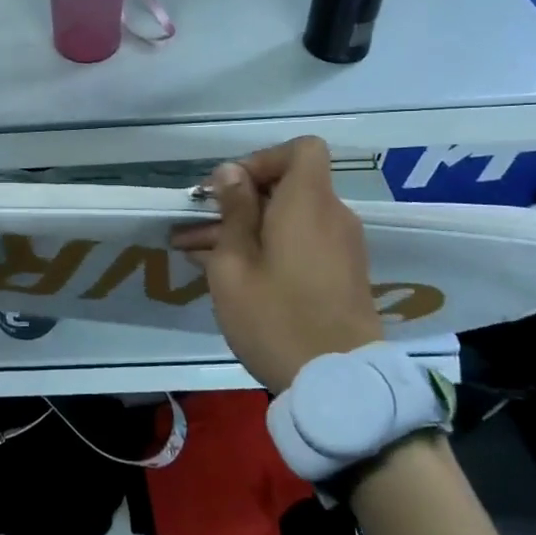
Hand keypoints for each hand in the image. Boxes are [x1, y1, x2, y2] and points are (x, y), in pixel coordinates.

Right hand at [170, 136, 382, 392]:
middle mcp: (332, 216)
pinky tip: (229, 274)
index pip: (302, 149)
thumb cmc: (276, 317)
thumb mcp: (235, 264)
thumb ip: (233, 211)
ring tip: (195, 253)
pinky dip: (268, 248)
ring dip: (245, 229)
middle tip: (193, 225)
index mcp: (308, 203)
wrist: (340, 385)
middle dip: (238, 201)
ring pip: (288, 220)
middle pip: (287, 187)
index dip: (263, 159)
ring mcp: (342, 248)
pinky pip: (301, 243)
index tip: (229, 189)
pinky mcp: (342, 275)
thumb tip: (231, 172)